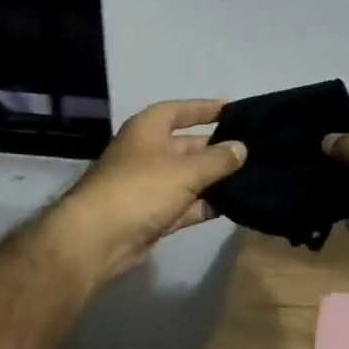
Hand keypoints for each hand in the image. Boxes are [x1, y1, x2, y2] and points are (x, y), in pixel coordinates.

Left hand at [50, 99, 246, 285]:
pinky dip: (204, 204)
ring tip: (250, 177)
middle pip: (187, 145)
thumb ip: (217, 160)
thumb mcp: (184, 170)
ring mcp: (148, 186)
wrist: (96, 240)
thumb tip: (241, 148)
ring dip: (214, 179)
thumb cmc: (140, 189)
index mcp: (147, 129)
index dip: (205, 108)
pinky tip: (233, 205)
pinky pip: (185, 204)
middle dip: (216, 148)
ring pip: (188, 177)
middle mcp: (147, 153)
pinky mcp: (151, 215)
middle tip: (252, 150)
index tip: (233, 109)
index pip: (179, 110)